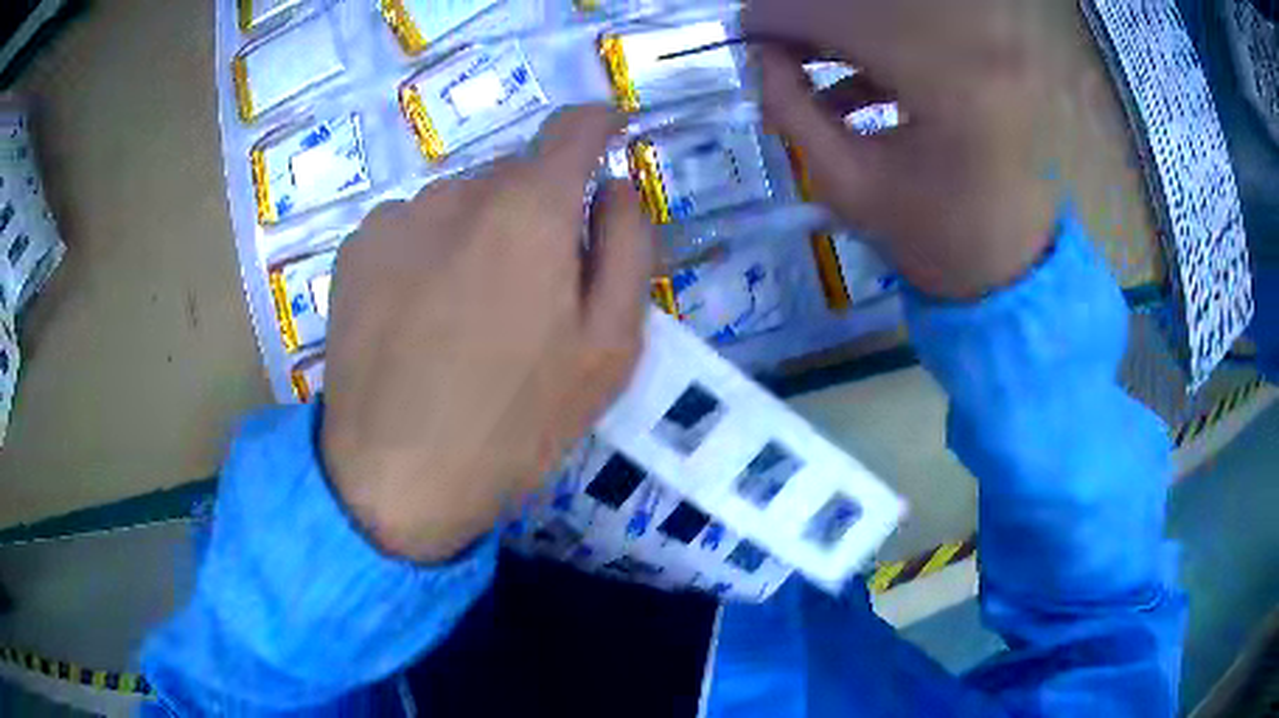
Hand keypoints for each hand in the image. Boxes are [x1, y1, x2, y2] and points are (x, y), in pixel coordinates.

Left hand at [320, 107, 654, 561]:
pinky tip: (420, 315)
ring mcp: (396, 217)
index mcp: (528, 211)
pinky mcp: (355, 249)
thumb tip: (616, 187)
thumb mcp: (609, 347)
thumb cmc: (516, 422)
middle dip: (538, 208)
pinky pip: (413, 226)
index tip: (611, 131)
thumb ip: (628, 248)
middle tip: (537, 286)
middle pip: (515, 173)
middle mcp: (456, 193)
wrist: (395, 476)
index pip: (572, 129)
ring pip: (461, 201)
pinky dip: (431, 250)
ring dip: (481, 231)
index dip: (599, 123)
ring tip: (470, 313)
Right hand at [746, 0, 1058, 299]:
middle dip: (811, 17)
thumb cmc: (935, 243)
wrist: (1015, 275)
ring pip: (899, 11)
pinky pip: (928, 29)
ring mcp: (996, 45)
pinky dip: (884, 45)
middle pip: (873, 2)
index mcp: (948, 81)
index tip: (745, 32)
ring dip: (845, 28)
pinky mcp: (1000, 54)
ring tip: (808, 64)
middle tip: (775, 47)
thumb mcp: (846, 184)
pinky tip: (857, 84)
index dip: (782, 16)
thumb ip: (791, 108)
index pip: (842, 14)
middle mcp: (980, 44)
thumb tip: (761, 55)